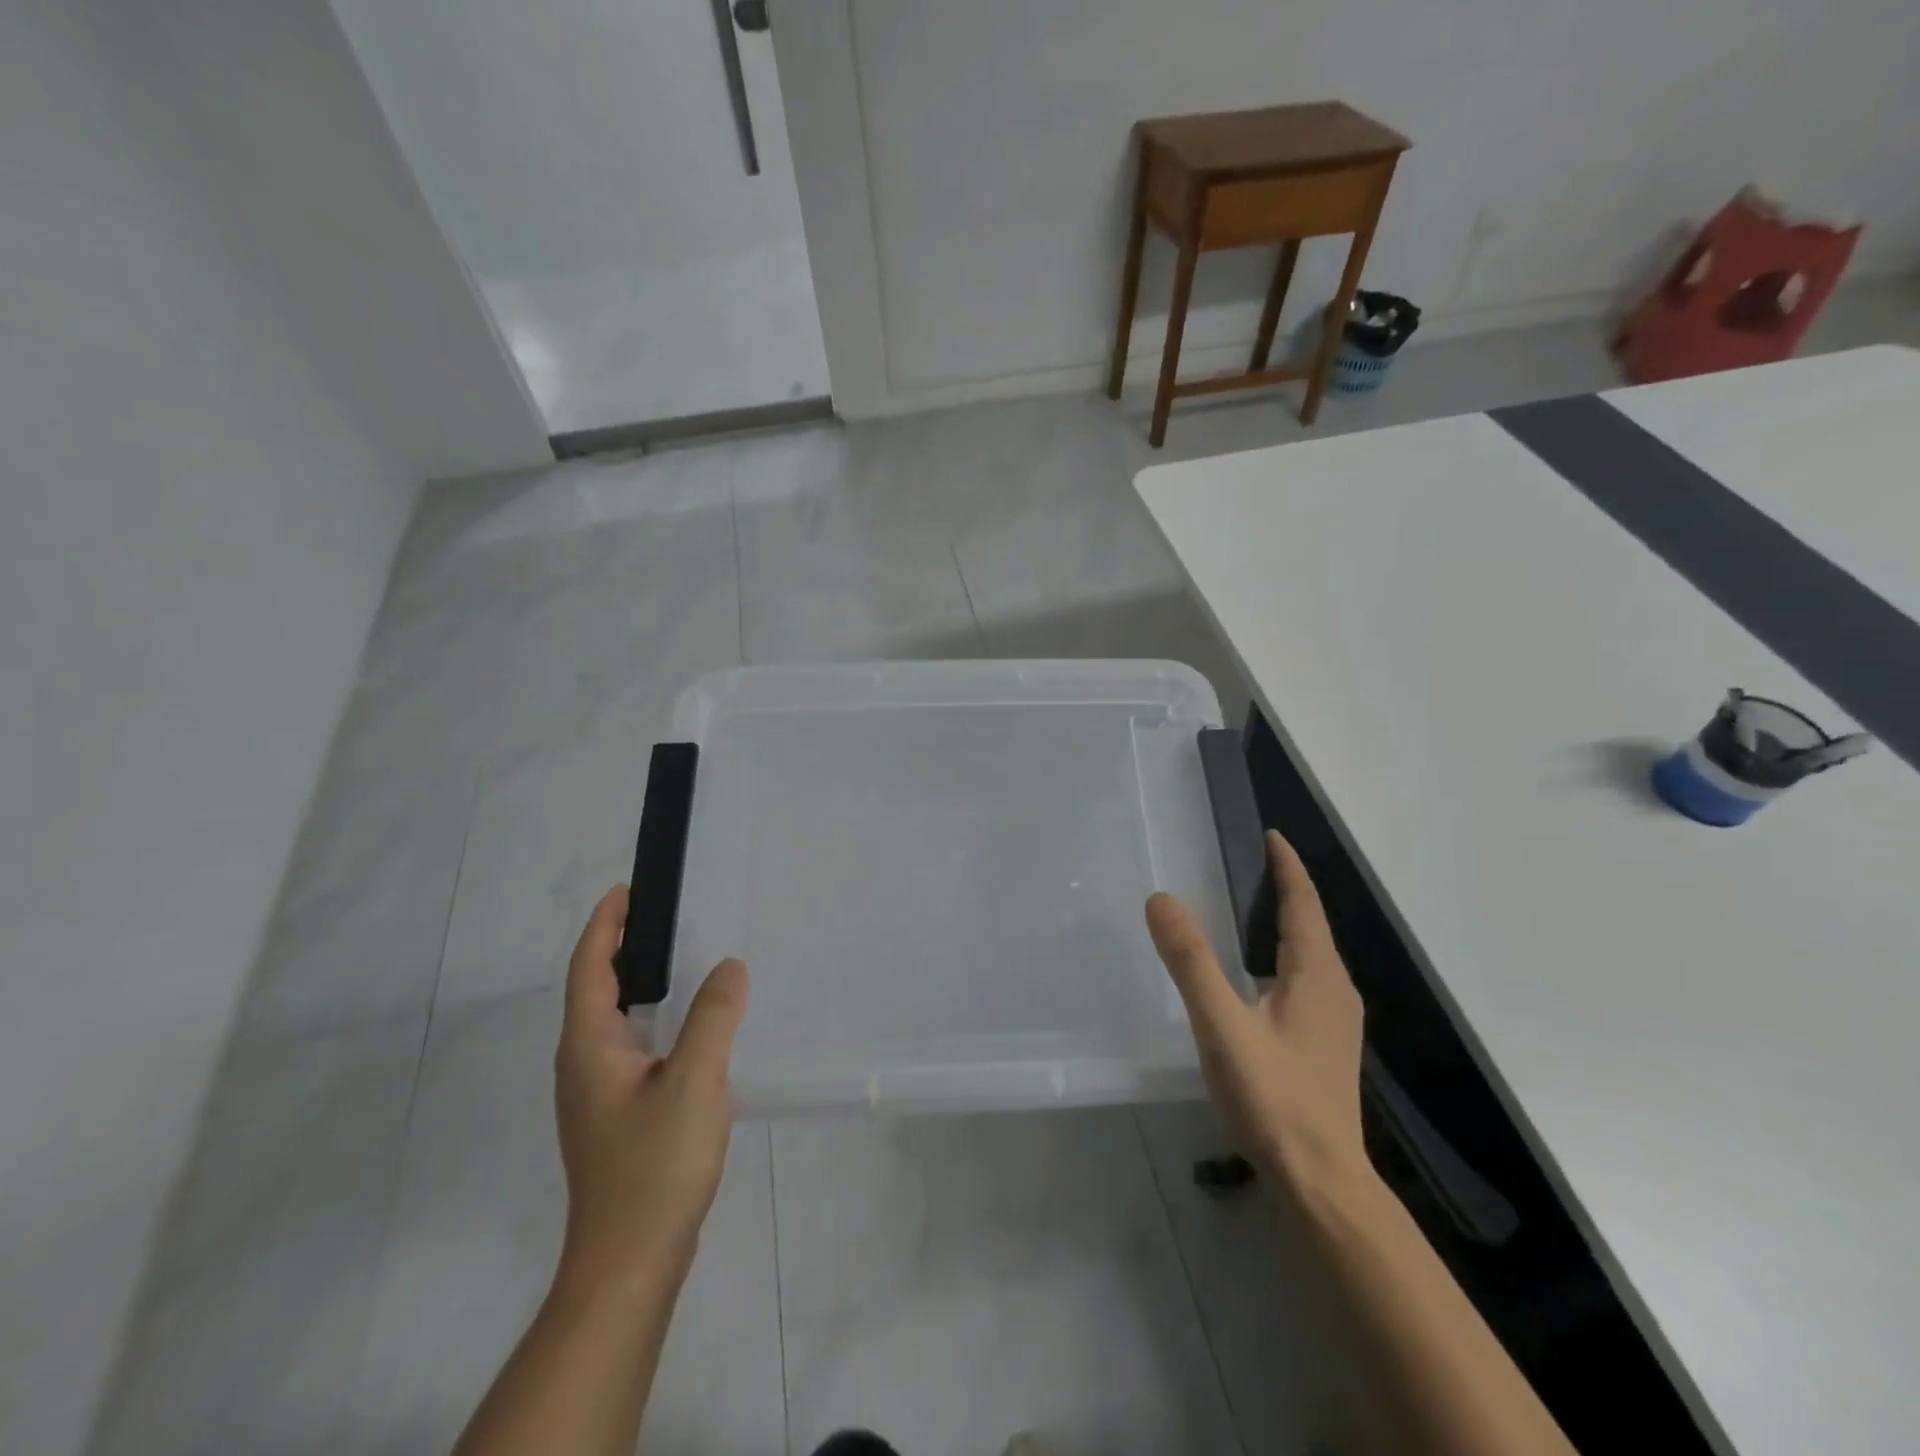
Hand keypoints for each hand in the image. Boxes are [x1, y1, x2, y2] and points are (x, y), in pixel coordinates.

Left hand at [554, 886, 747, 1295]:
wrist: (630, 1261)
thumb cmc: (655, 1164)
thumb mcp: (695, 1080)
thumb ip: (713, 1016)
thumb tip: (728, 967)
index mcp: (589, 1046)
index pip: (588, 968)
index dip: (604, 925)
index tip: (626, 890)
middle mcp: (582, 1064)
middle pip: (593, 990)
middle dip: (618, 947)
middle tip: (661, 917)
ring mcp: (596, 1094)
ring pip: (610, 1021)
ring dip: (635, 983)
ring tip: (677, 961)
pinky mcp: (615, 1116)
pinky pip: (628, 1047)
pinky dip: (650, 1018)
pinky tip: (686, 1029)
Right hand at [1146, 830, 1367, 1194]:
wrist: (1321, 1182)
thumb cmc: (1273, 1099)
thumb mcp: (1223, 1026)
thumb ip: (1191, 962)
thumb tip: (1162, 899)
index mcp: (1317, 975)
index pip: (1304, 903)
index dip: (1288, 866)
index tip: (1270, 834)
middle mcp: (1335, 989)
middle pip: (1311, 924)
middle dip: (1284, 889)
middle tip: (1245, 862)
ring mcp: (1335, 1019)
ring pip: (1310, 953)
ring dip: (1285, 922)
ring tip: (1247, 906)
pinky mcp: (1325, 1043)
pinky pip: (1305, 978)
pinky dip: (1282, 954)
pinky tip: (1255, 973)